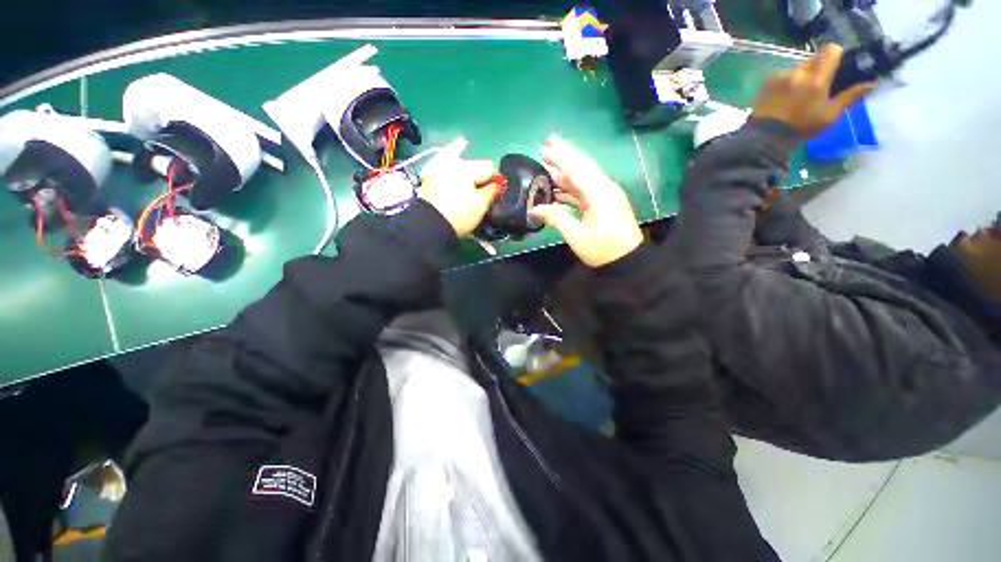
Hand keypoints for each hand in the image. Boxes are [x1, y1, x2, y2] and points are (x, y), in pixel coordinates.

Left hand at [419, 137, 500, 237]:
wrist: (430, 227)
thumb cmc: (460, 214)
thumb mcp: (482, 203)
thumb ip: (493, 190)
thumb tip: (500, 184)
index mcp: (465, 166)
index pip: (489, 167)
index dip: (499, 180)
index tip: (503, 192)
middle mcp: (450, 164)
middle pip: (474, 170)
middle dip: (483, 182)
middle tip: (489, 199)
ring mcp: (438, 173)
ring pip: (462, 176)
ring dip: (470, 185)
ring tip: (474, 202)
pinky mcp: (429, 184)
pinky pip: (450, 182)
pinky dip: (458, 189)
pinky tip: (460, 201)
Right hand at [529, 136, 642, 267]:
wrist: (627, 261)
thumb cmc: (602, 249)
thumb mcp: (577, 236)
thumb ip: (556, 218)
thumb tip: (535, 209)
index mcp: (600, 194)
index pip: (578, 170)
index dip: (560, 158)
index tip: (545, 148)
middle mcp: (604, 188)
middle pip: (583, 166)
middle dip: (565, 155)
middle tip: (547, 143)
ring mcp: (605, 195)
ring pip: (584, 177)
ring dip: (566, 170)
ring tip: (548, 163)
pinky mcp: (604, 203)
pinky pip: (585, 190)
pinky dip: (571, 187)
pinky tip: (558, 188)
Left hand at [753, 44, 874, 139]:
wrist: (763, 138)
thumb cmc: (801, 128)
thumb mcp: (830, 116)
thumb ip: (850, 96)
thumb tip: (871, 83)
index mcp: (816, 79)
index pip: (831, 50)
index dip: (836, 55)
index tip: (837, 67)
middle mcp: (798, 73)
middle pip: (814, 57)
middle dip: (820, 67)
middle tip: (820, 83)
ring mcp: (780, 77)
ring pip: (798, 66)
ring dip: (803, 75)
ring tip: (801, 93)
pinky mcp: (767, 83)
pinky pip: (783, 75)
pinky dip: (788, 82)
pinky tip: (786, 97)